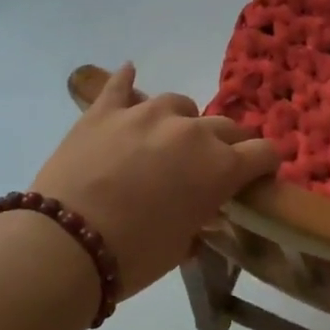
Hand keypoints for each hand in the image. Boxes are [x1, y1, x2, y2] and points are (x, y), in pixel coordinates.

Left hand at [26, 64, 279, 295]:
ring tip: (167, 139)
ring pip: (181, 104)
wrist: (63, 246)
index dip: (267, 164)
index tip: (261, 175)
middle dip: (229, 145)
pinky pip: (121, 85)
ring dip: (183, 121)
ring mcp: (147, 113)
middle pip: (227, 127)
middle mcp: (192, 131)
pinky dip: (127, 82)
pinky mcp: (105, 110)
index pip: (264, 153)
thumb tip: (203, 210)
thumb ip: (202, 217)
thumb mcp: (182, 245)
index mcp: (220, 167)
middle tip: (214, 165)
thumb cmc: (133, 256)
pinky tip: (129, 73)